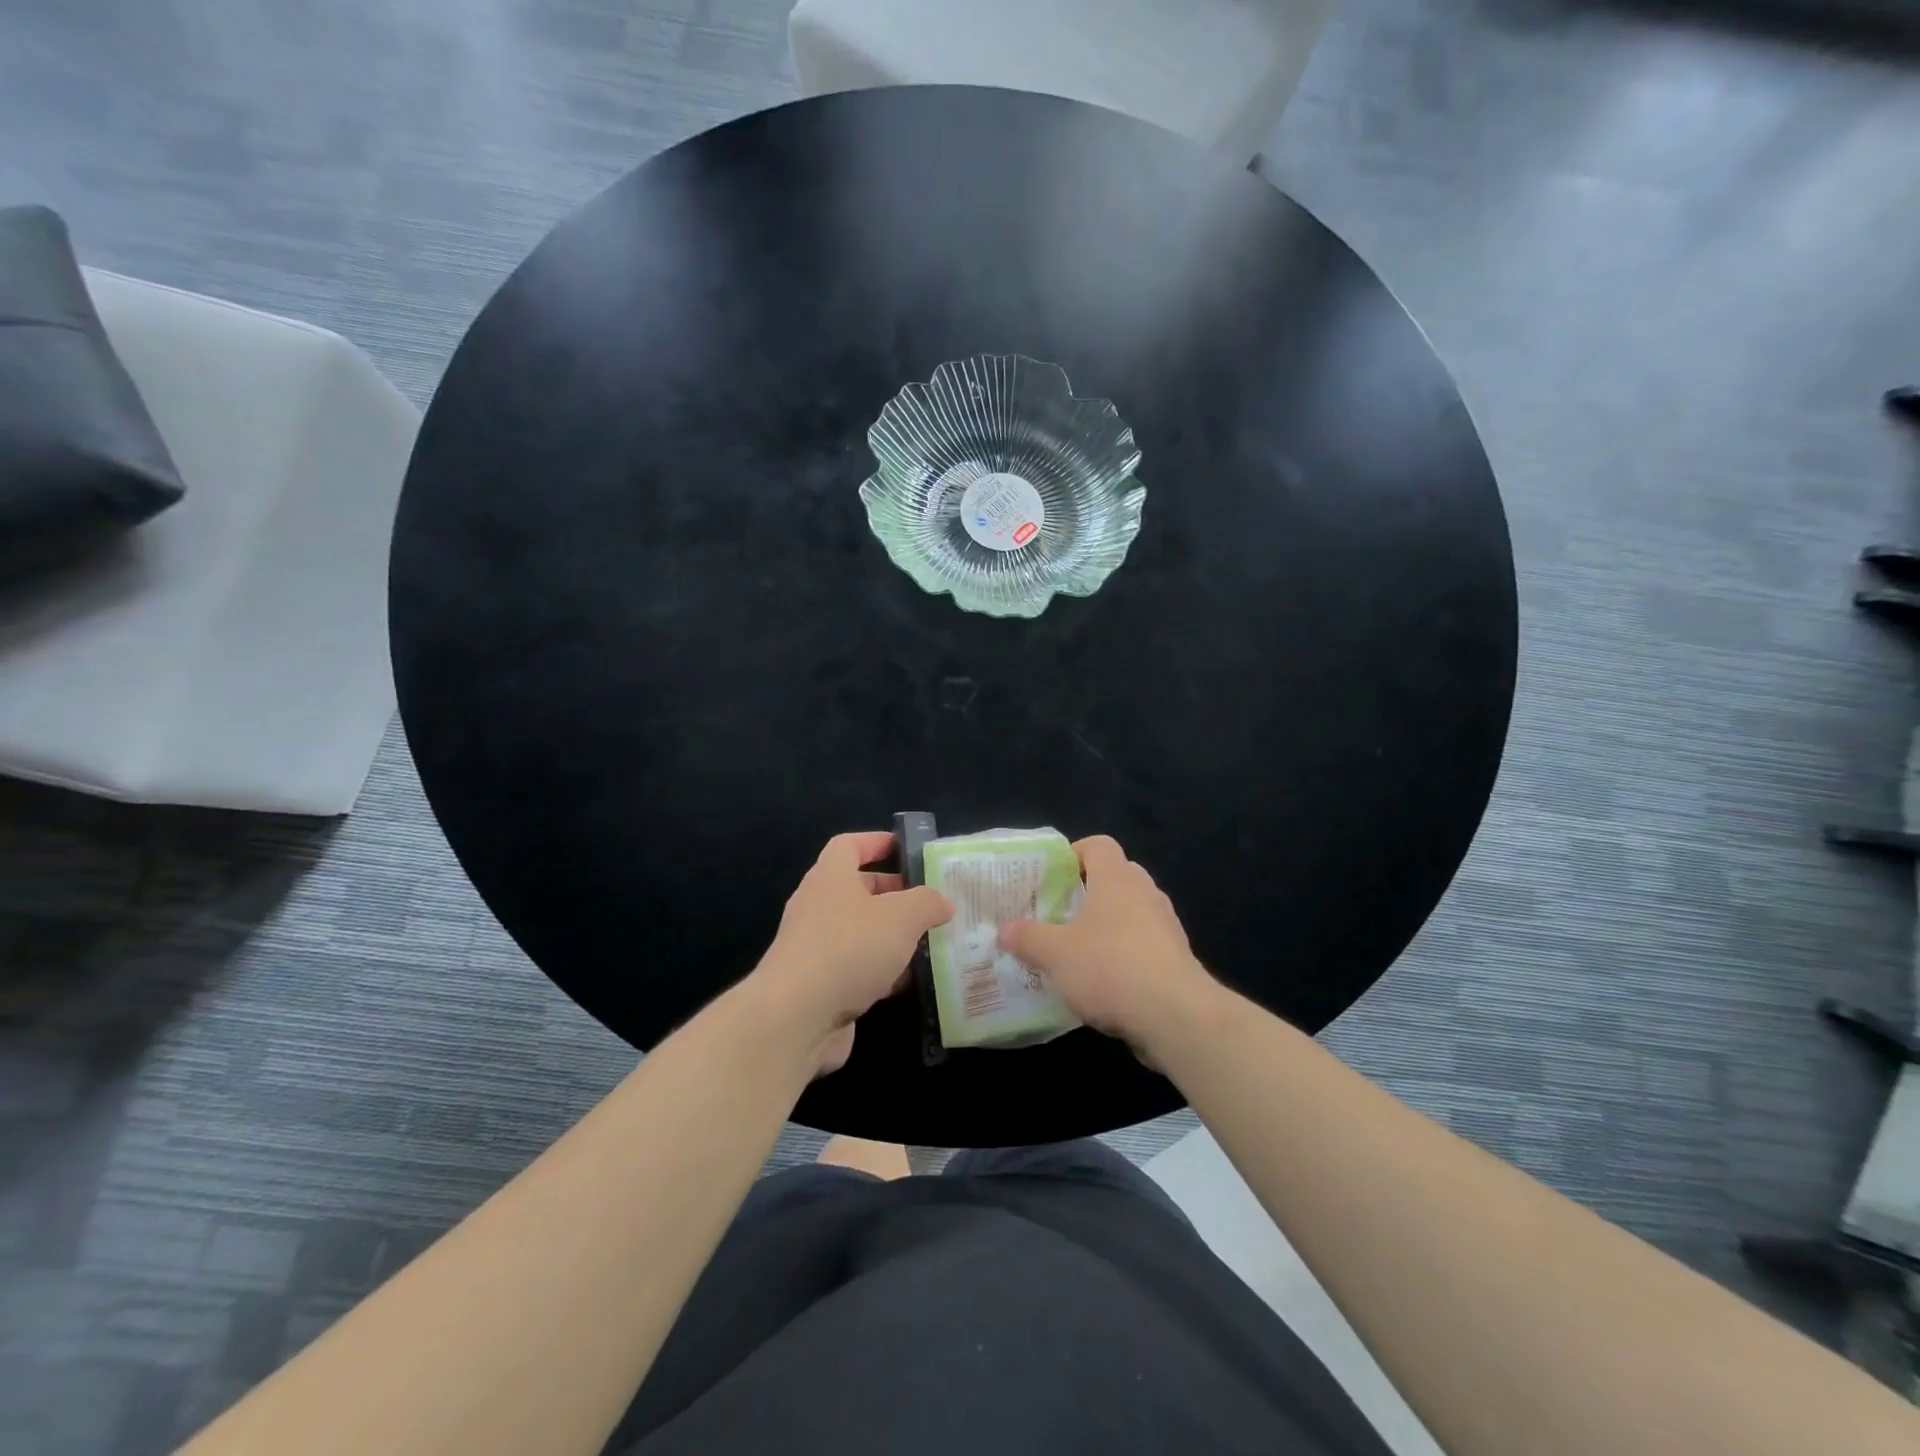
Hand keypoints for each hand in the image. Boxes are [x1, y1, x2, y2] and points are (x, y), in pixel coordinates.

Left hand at [749, 831, 953, 1074]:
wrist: (796, 1018)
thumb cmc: (849, 949)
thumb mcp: (901, 916)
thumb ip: (927, 903)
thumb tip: (942, 902)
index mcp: (830, 877)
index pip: (849, 845)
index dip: (877, 842)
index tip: (907, 849)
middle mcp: (817, 907)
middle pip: (858, 890)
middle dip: (895, 894)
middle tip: (930, 903)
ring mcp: (815, 948)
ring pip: (860, 932)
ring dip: (891, 937)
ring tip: (929, 942)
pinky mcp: (818, 985)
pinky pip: (856, 968)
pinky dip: (881, 972)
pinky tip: (908, 983)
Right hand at [999, 835, 1216, 1053]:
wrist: (1175, 1015)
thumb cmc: (1109, 967)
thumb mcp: (1055, 953)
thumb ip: (1027, 938)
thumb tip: (1004, 929)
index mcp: (1116, 878)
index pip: (1099, 845)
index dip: (1075, 854)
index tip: (1054, 877)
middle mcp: (1145, 893)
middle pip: (1117, 876)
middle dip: (1090, 891)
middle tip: (1061, 913)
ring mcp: (1166, 925)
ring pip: (1133, 912)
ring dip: (1109, 925)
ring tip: (1079, 950)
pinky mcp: (1177, 958)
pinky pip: (1146, 943)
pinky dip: (1126, 953)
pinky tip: (1106, 982)